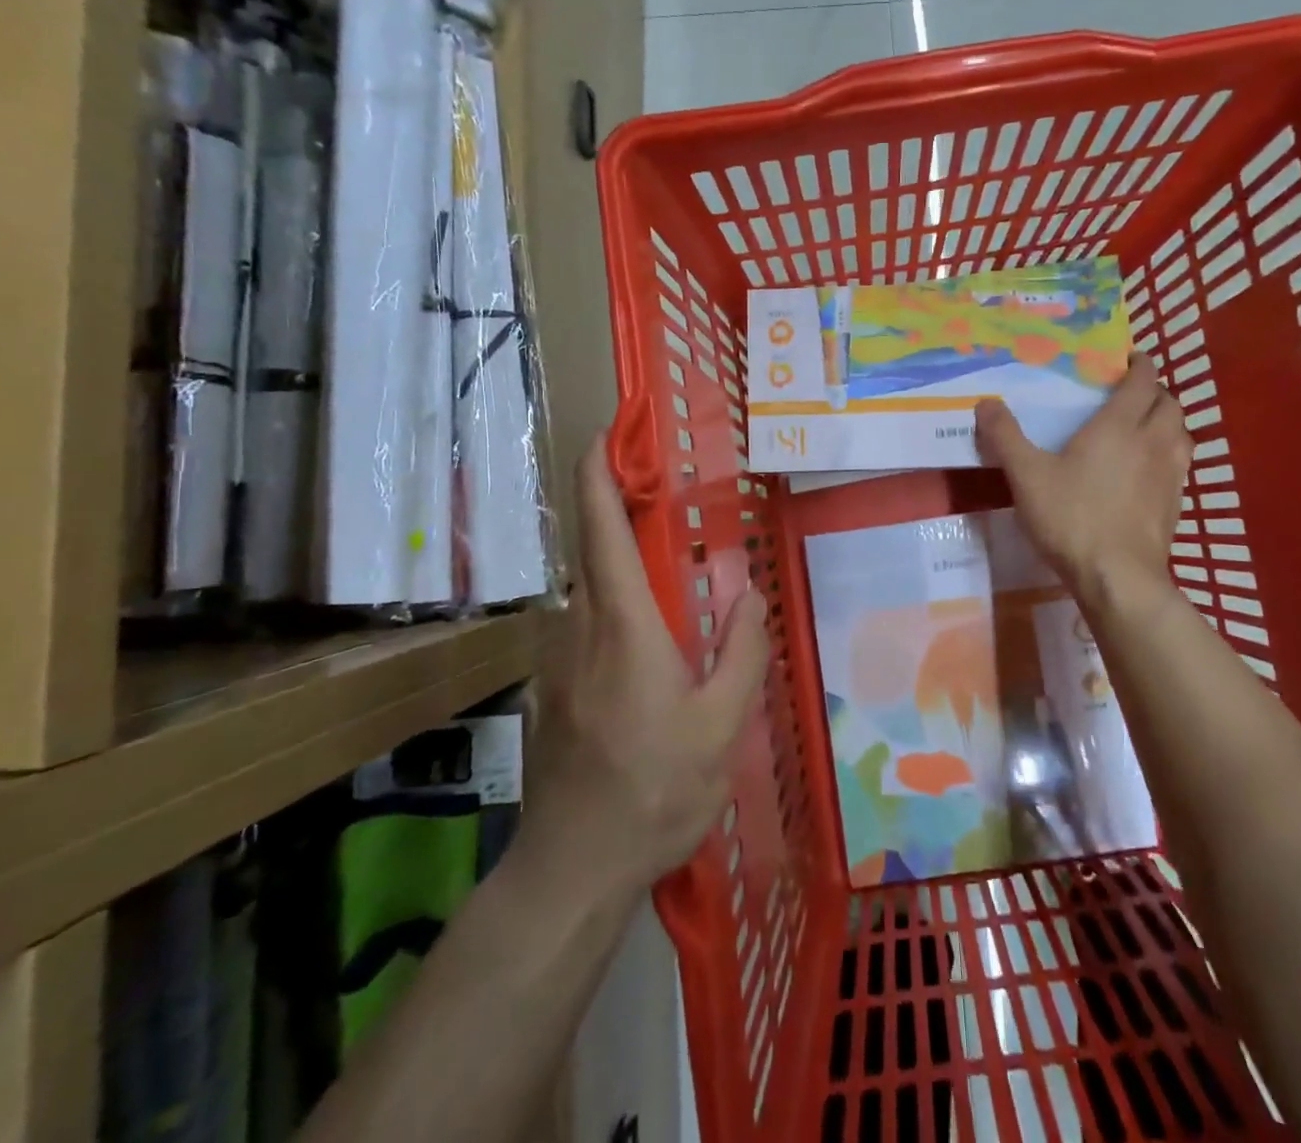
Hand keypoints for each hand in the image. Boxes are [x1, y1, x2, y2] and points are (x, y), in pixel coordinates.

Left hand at [520, 433, 770, 896]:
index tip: (606, 432)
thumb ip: (741, 652)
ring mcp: (556, 660)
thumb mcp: (721, 728)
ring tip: (667, 573)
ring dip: (618, 563)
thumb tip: (750, 594)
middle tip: (662, 494)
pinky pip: (584, 626)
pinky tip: (646, 645)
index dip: (598, 473)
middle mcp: (579, 628)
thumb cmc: (653, 792)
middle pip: (590, 548)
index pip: (601, 529)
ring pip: (587, 589)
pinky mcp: (550, 688)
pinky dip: (612, 606)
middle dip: (616, 508)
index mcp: (623, 625)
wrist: (570, 868)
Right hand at [975, 354, 1192, 599]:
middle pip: (1169, 404)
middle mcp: (1152, 442)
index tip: (1131, 358)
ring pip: (1181, 434)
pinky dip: (1170, 454)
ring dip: (1168, 422)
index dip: (1141, 365)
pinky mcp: (1176, 504)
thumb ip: (1005, 437)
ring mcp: (1170, 474)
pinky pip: (1181, 465)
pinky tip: (1150, 471)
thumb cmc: (1071, 517)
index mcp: (1119, 426)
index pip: (1142, 382)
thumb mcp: (1026, 475)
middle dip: (1155, 392)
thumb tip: (986, 402)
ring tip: (1146, 427)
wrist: (1117, 576)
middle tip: (1132, 394)